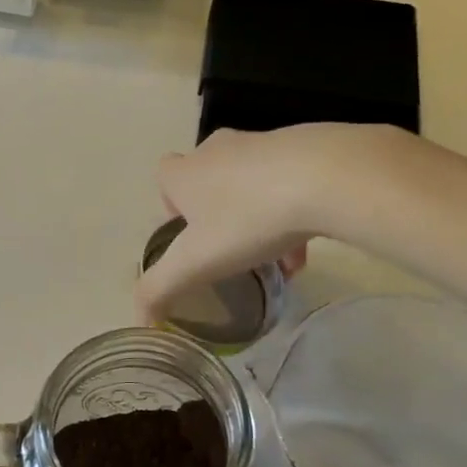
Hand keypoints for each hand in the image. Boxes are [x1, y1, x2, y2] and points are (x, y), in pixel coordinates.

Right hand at [137, 124, 379, 322]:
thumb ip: (159, 291)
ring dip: (257, 220)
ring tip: (273, 262)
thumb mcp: (194, 264)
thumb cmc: (248, 218)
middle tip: (230, 250)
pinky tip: (305, 252)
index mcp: (186, 172)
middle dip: (217, 215)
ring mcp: (263, 144)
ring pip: (251, 186)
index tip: (190, 238)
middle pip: (208, 180)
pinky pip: (290, 185)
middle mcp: (219, 150)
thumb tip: (140, 321)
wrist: (327, 177)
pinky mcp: (306, 146)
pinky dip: (292, 215)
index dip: (171, 206)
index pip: (164, 177)